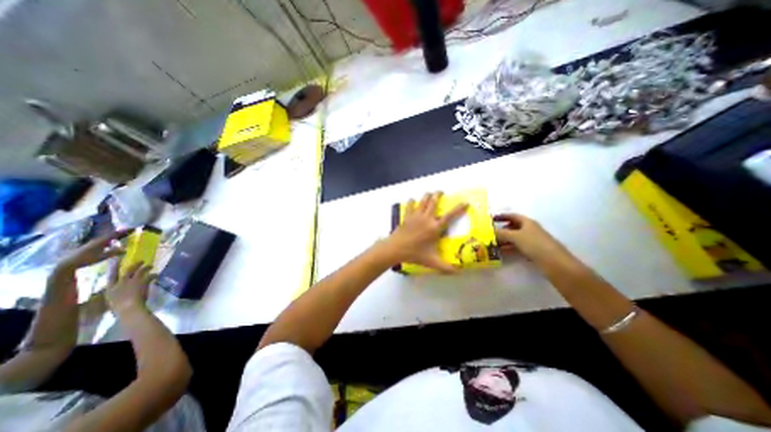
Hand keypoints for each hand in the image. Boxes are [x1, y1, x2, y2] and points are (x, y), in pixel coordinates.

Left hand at [57, 229, 127, 272]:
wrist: (67, 263)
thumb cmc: (86, 259)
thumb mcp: (102, 257)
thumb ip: (114, 252)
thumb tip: (126, 249)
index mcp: (101, 241)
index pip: (115, 234)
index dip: (124, 231)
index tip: (133, 228)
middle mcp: (97, 240)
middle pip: (111, 235)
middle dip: (120, 233)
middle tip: (130, 231)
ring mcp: (93, 243)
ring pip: (106, 238)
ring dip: (115, 237)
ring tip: (122, 237)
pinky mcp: (90, 246)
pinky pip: (103, 241)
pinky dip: (109, 241)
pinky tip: (111, 244)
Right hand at [106, 262, 152, 315]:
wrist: (128, 308)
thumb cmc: (119, 308)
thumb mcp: (112, 300)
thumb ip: (115, 293)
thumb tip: (118, 291)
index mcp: (110, 288)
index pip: (111, 276)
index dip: (114, 267)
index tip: (116, 260)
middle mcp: (121, 282)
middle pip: (128, 270)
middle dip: (135, 265)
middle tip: (141, 261)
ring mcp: (132, 281)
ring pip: (140, 271)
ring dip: (146, 267)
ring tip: (151, 266)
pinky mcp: (143, 282)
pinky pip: (150, 276)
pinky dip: (154, 275)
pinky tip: (157, 275)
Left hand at [382, 192, 466, 272]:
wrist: (396, 249)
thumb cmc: (415, 254)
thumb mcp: (432, 262)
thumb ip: (446, 267)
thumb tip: (458, 272)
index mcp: (435, 228)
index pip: (450, 216)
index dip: (458, 209)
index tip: (465, 202)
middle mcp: (426, 218)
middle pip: (434, 203)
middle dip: (438, 195)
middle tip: (441, 191)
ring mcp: (415, 216)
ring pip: (423, 201)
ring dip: (427, 196)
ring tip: (429, 193)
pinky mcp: (407, 216)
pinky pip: (410, 205)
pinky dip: (412, 201)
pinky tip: (412, 200)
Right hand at [493, 212, 564, 260]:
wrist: (555, 263)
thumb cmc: (535, 244)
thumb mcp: (515, 237)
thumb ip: (501, 233)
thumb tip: (487, 231)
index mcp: (527, 222)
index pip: (512, 216)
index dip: (502, 216)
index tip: (490, 219)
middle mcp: (529, 230)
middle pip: (512, 227)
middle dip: (501, 230)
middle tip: (489, 233)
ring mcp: (531, 241)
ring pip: (514, 238)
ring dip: (503, 240)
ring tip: (491, 244)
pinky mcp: (532, 251)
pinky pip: (516, 247)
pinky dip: (508, 248)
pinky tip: (500, 252)